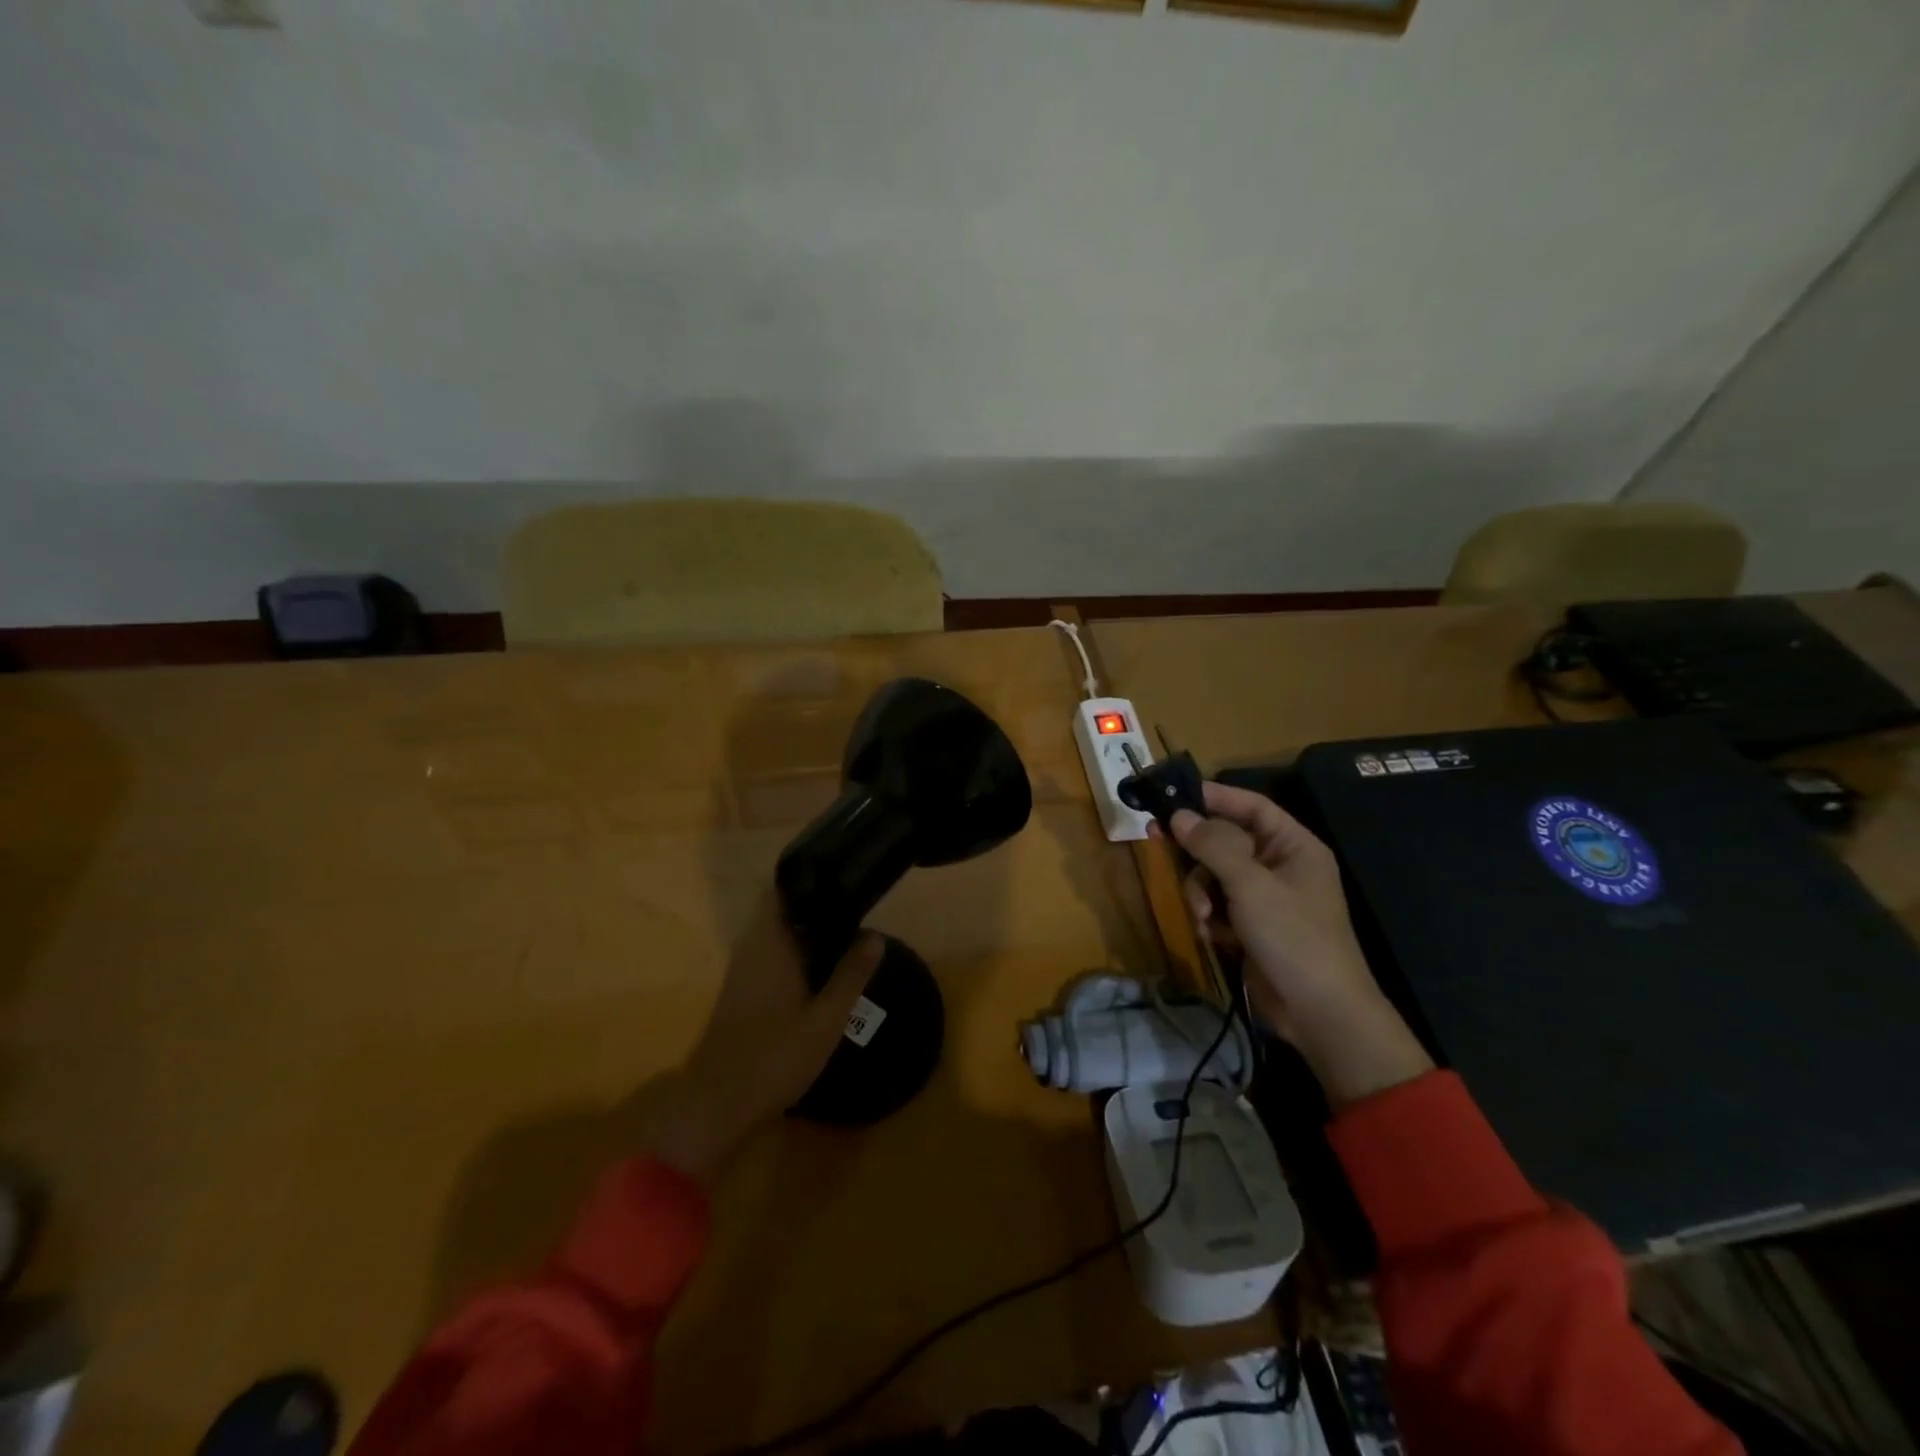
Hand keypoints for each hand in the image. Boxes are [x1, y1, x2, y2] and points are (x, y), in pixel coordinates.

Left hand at [643, 899, 883, 1183]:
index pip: (781, 890)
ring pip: (776, 934)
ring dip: (807, 931)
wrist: (719, 1105)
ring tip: (848, 931)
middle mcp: (751, 948)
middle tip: (856, 904)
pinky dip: (795, 952)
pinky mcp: (741, 991)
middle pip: (781, 910)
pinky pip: (771, 955)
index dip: (808, 878)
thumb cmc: (775, 1057)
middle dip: (816, 905)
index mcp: (769, 944)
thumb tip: (875, 935)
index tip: (841, 873)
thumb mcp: (827, 1018)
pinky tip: (822, 967)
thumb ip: (852, 974)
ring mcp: (742, 970)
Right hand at [1170, 782, 1431, 1109]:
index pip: (1251, 806)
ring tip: (1203, 916)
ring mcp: (1265, 898)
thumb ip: (1213, 846)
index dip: (1214, 796)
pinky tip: (1211, 934)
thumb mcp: (1250, 886)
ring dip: (1200, 892)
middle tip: (1156, 839)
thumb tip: (1178, 815)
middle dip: (1197, 852)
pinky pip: (1217, 905)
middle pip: (1225, 840)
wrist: (1320, 1013)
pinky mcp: (1251, 926)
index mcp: (1293, 846)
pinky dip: (1209, 916)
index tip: (1173, 792)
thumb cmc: (1293, 937)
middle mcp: (1279, 866)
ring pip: (1214, 874)